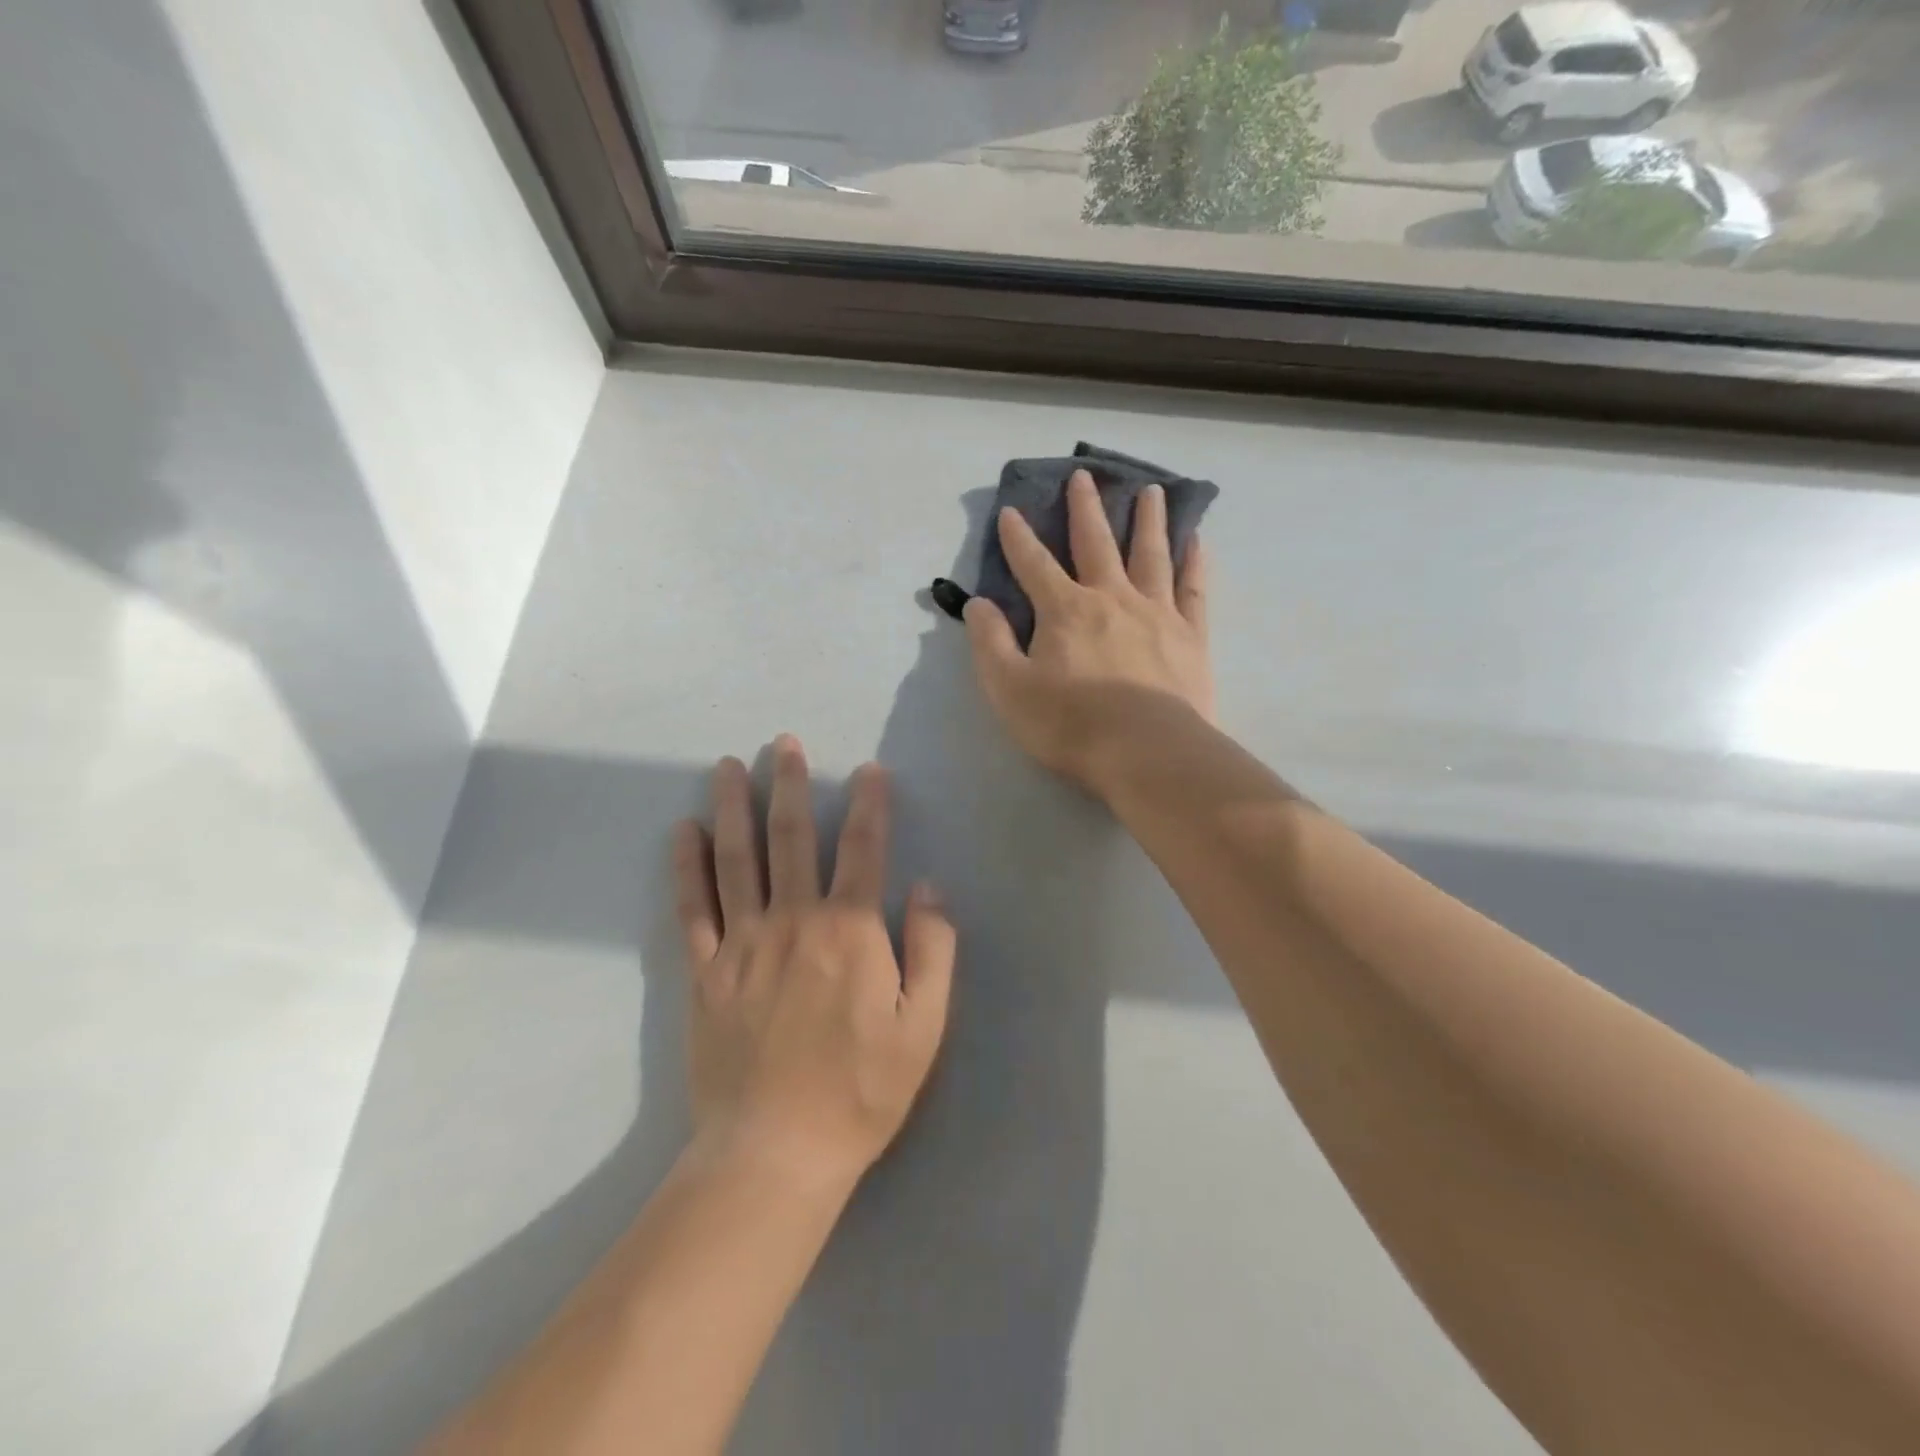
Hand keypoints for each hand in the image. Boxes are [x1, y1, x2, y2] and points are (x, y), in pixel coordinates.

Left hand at [673, 739, 954, 1192]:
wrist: (776, 1151)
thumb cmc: (861, 1090)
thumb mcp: (924, 1026)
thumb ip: (934, 950)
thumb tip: (930, 887)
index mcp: (850, 931)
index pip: (863, 849)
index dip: (870, 805)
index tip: (870, 770)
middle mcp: (794, 921)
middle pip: (792, 838)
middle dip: (791, 786)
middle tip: (785, 744)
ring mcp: (743, 944)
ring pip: (737, 859)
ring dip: (733, 807)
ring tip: (728, 766)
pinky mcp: (705, 972)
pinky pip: (692, 907)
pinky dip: (686, 866)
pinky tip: (683, 831)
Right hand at [963, 469, 1212, 797]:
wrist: (1147, 752)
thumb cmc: (1070, 725)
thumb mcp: (1009, 689)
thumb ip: (990, 643)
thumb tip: (977, 604)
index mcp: (1065, 610)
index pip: (1034, 565)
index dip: (1018, 538)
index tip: (1011, 511)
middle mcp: (1111, 598)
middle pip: (1096, 543)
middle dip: (1085, 508)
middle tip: (1085, 475)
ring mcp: (1157, 612)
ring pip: (1150, 554)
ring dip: (1147, 520)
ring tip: (1150, 490)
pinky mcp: (1191, 635)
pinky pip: (1193, 587)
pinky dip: (1193, 560)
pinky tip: (1196, 540)